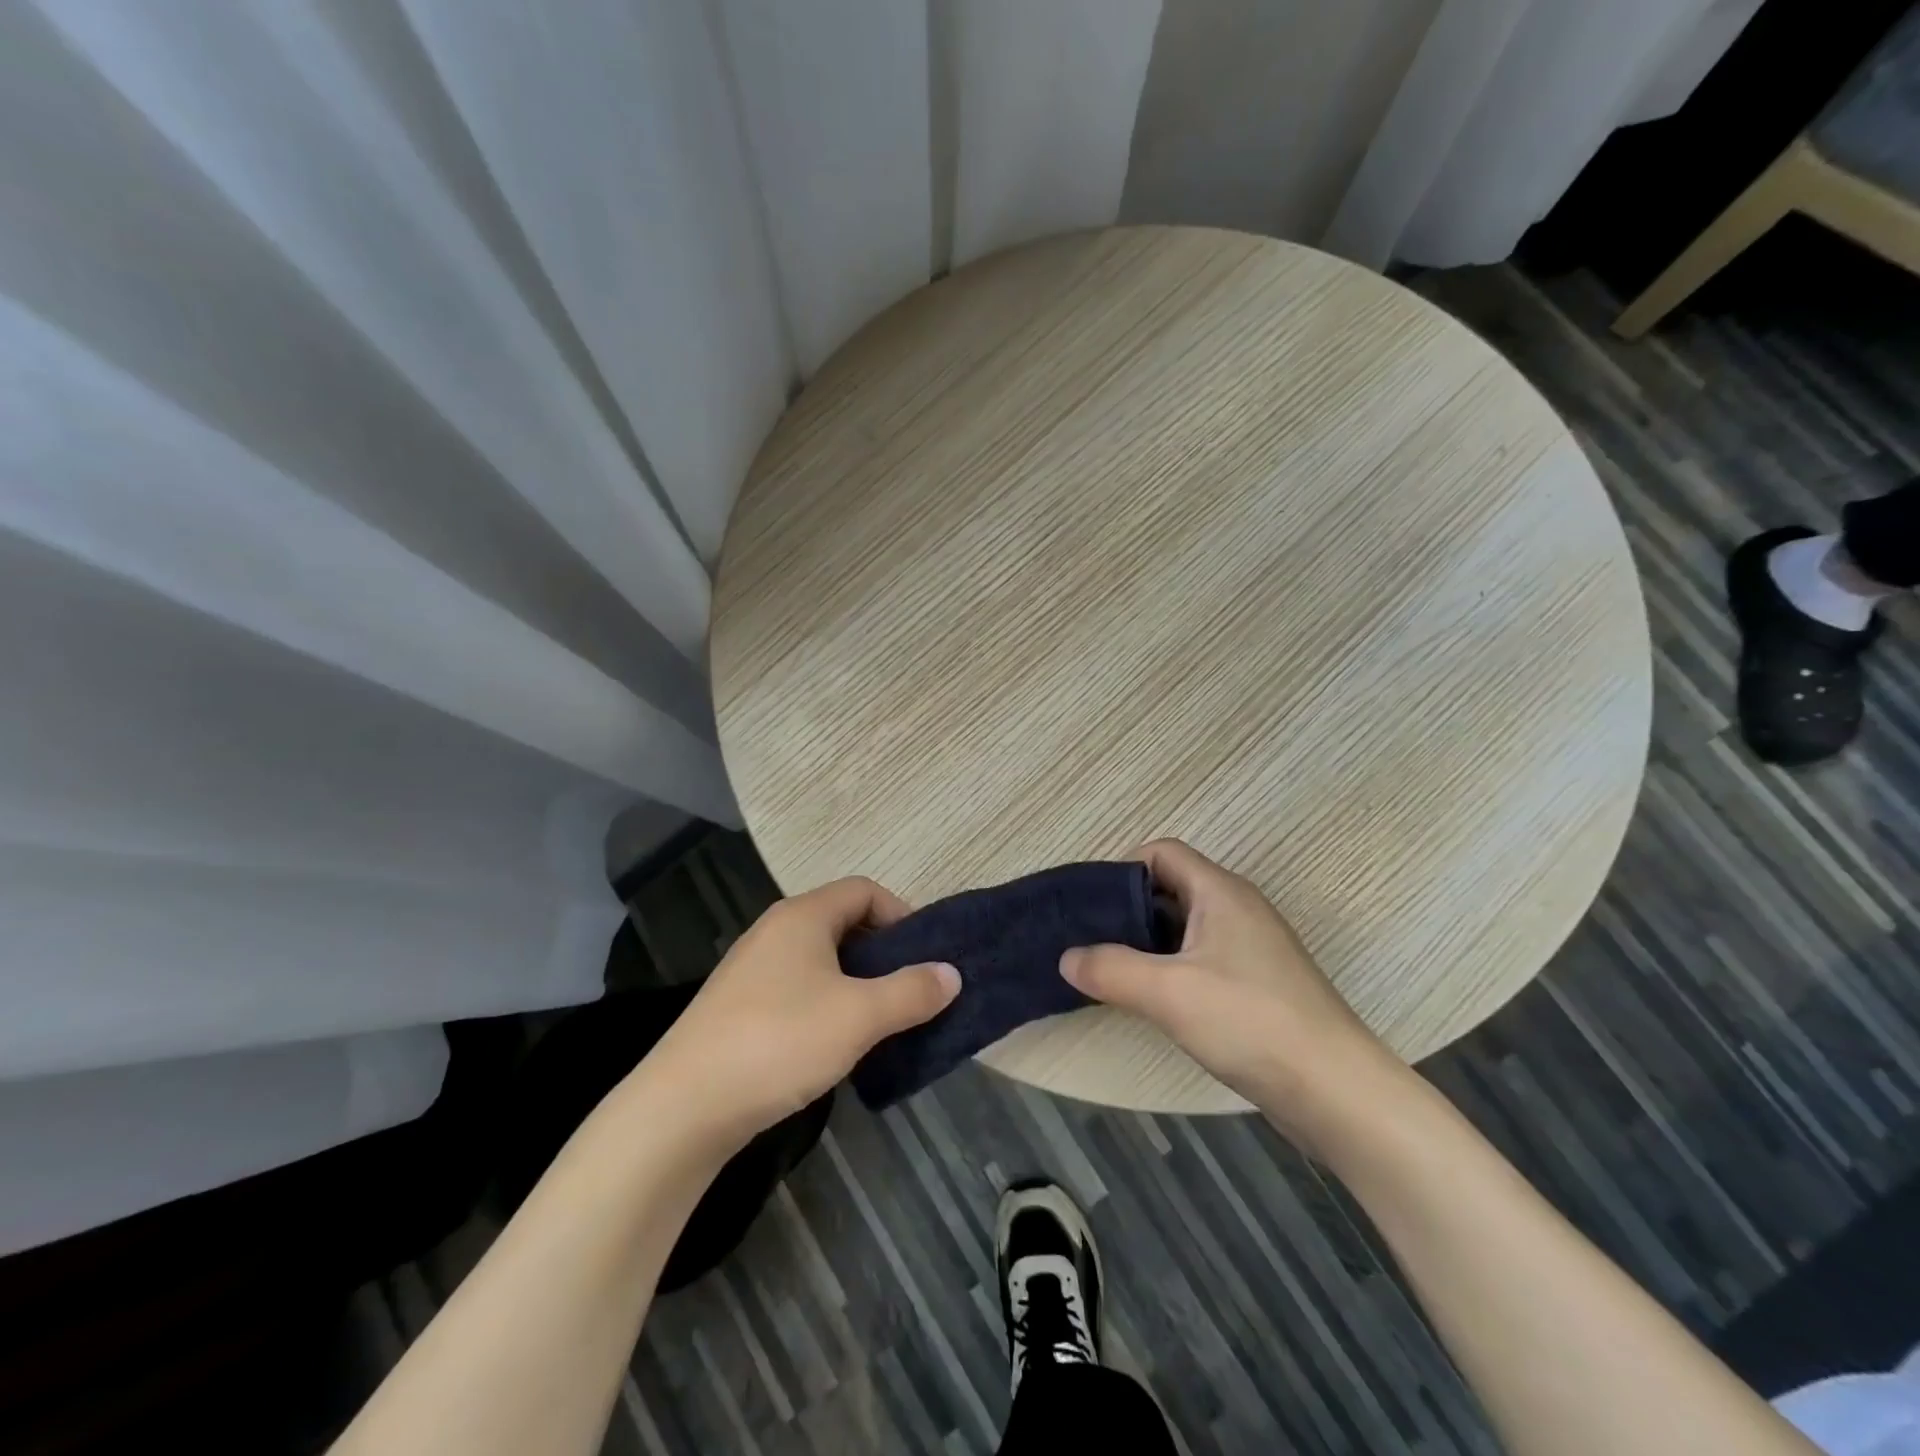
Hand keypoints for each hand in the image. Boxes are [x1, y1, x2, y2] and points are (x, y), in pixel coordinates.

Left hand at [644, 877, 959, 1146]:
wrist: (683, 1107)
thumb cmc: (779, 1041)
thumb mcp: (859, 1016)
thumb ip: (911, 991)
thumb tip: (951, 973)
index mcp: (802, 916)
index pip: (863, 890)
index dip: (901, 914)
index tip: (925, 955)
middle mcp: (775, 931)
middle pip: (843, 923)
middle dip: (883, 953)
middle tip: (911, 990)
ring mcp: (753, 970)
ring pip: (821, 960)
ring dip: (857, 983)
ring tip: (882, 1021)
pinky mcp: (739, 1007)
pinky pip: (799, 989)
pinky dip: (828, 1004)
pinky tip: (838, 1044)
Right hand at [1060, 840, 1405, 1144]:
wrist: (1336, 1091)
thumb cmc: (1250, 1021)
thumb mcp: (1167, 992)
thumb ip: (1110, 969)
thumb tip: (1067, 958)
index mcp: (1220, 892)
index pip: (1162, 852)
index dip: (1122, 870)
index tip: (1091, 908)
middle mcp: (1238, 909)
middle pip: (1171, 888)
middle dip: (1128, 910)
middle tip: (1090, 941)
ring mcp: (1251, 948)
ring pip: (1185, 928)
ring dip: (1147, 944)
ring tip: (1110, 972)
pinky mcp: (1257, 985)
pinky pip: (1202, 960)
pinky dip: (1171, 970)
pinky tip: (1152, 1001)